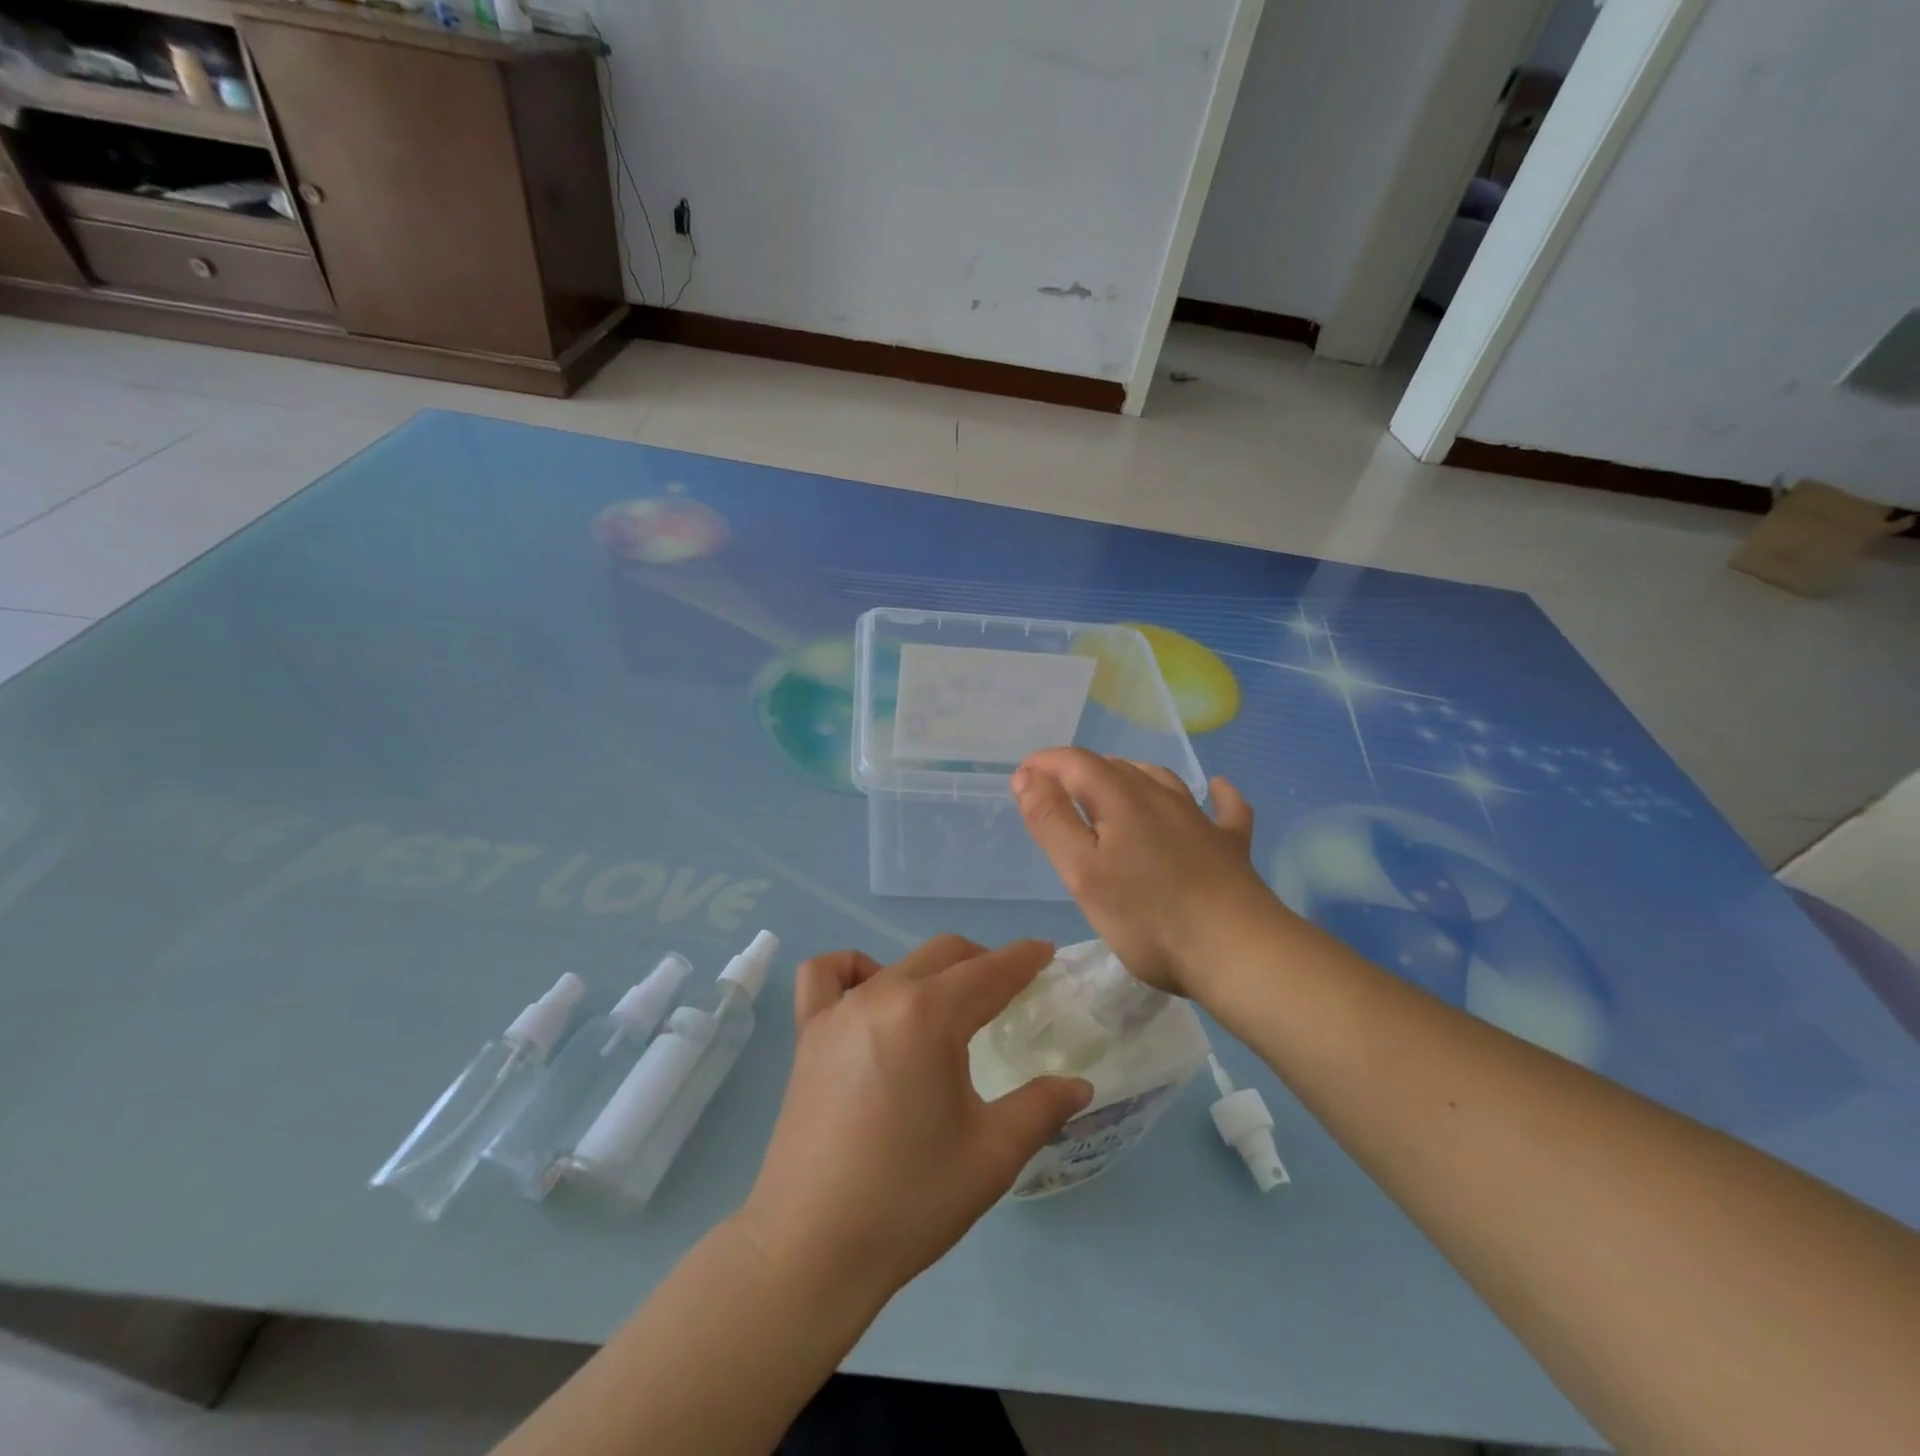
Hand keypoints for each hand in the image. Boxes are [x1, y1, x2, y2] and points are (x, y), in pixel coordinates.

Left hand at [736, 936, 1092, 1302]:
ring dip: (934, 969)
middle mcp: (883, 995)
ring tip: (951, 1002)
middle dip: (985, 962)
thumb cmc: (910, 1200)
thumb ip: (1041, 1108)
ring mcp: (839, 1010)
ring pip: (897, 962)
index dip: (1024, 959)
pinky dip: (854, 969)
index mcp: (930, 1016)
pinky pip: (826, 974)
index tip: (1047, 953)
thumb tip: (1079, 1085)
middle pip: (945, 955)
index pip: (990, 972)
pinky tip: (871, 996)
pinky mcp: (808, 1033)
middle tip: (1011, 989)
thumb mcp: (992, 1155)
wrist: (812, 1248)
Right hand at [1012, 748, 1282, 997]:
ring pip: (1159, 779)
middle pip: (1114, 767)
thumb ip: (1050, 820)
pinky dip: (1215, 795)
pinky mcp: (1229, 845)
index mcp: (1120, 798)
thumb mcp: (1081, 871)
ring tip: (1110, 788)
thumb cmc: (1147, 916)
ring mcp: (1200, 818)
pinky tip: (1216, 789)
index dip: (1045, 764)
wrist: (1236, 950)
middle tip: (1055, 795)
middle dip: (1079, 771)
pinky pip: (1223, 808)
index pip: (1075, 762)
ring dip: (1128, 776)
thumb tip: (1027, 776)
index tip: (1022, 778)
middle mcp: (1160, 795)